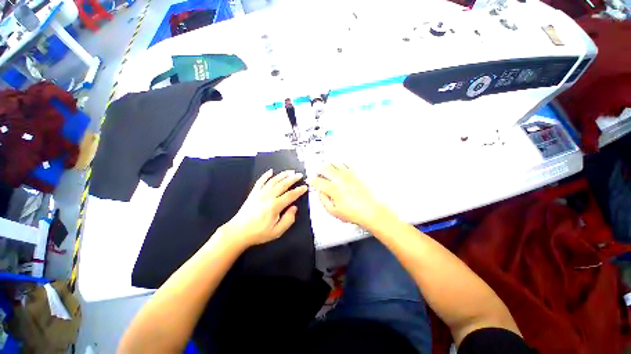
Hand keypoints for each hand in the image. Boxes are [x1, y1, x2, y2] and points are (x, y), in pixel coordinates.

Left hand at [220, 169, 307, 247]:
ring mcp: (260, 193)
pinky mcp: (253, 193)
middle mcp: (268, 196)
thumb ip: (288, 220)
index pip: (290, 195)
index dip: (299, 190)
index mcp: (275, 206)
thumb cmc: (259, 233)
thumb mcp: (277, 232)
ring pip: (273, 181)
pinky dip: (266, 175)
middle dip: (293, 178)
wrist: (238, 232)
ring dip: (282, 175)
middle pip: (283, 184)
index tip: (305, 187)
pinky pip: (260, 181)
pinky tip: (271, 171)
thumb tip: (294, 207)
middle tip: (300, 175)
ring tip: (290, 171)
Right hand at [308, 163, 389, 229]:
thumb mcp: (333, 211)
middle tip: (318, 175)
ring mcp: (349, 174)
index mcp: (333, 188)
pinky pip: (345, 164)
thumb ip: (323, 200)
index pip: (317, 181)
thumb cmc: (354, 213)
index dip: (311, 180)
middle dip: (318, 171)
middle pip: (324, 168)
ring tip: (328, 171)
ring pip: (334, 163)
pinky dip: (340, 165)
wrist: (372, 211)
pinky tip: (340, 170)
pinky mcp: (356, 173)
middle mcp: (340, 178)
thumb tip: (320, 192)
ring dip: (328, 166)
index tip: (310, 180)